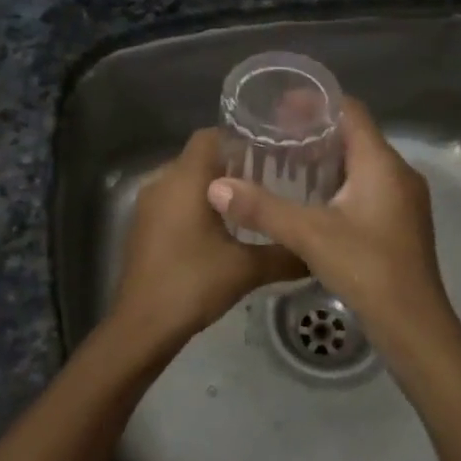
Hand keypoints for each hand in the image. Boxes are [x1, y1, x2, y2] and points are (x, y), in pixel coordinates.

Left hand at [110, 129, 305, 348]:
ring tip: (252, 202)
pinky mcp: (143, 225)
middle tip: (271, 177)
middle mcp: (162, 181)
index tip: (271, 151)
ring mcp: (148, 203)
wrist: (142, 325)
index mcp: (185, 178)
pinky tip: (223, 227)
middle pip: (200, 156)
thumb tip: (318, 248)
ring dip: (214, 186)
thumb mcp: (247, 269)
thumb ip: (285, 253)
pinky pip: (173, 199)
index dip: (240, 138)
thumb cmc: (192, 284)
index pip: (211, 135)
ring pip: (186, 179)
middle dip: (233, 164)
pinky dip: (196, 203)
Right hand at [205, 98, 458, 353]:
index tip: (280, 105)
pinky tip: (311, 200)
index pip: (350, 111)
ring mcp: (403, 200)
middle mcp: (398, 173)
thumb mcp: (309, 235)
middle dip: (316, 131)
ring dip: (327, 159)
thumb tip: (216, 187)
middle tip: (275, 136)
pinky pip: (367, 186)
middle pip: (355, 136)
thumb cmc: (367, 269)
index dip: (316, 102)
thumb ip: (261, 208)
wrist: (415, 327)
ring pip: (362, 164)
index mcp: (382, 164)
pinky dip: (339, 183)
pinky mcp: (400, 223)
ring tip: (286, 163)